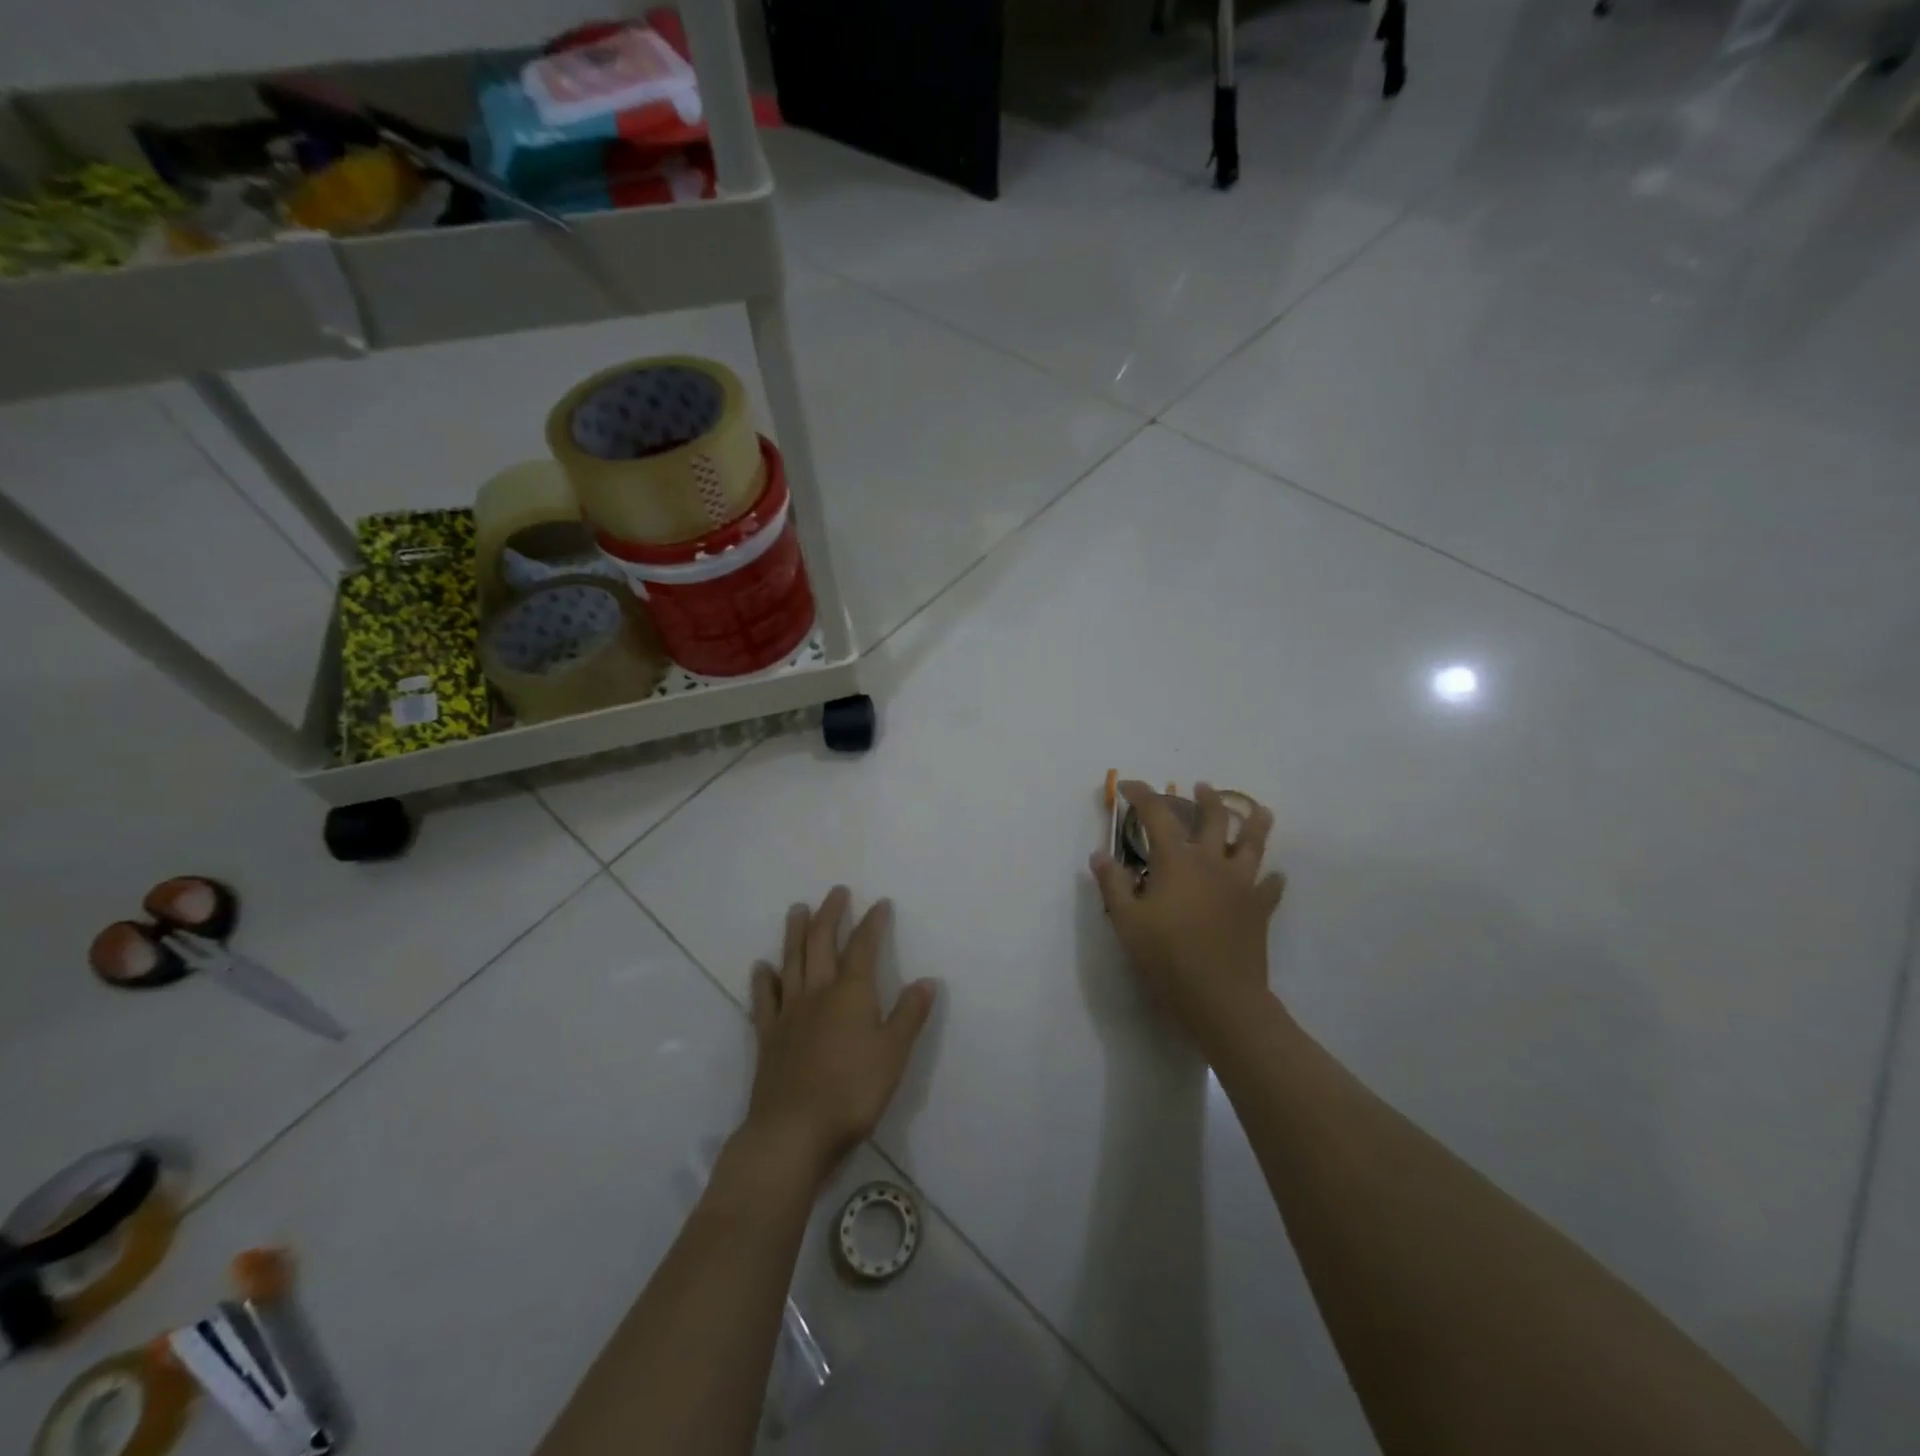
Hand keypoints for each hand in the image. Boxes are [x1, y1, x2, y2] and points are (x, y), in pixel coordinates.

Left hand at [744, 887, 937, 1179]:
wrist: (793, 1132)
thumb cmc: (852, 1092)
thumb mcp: (894, 1054)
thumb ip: (910, 1015)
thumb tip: (927, 980)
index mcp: (851, 993)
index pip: (864, 947)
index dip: (873, 923)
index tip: (881, 903)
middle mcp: (817, 993)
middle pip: (821, 943)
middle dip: (830, 914)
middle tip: (836, 892)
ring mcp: (789, 1013)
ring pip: (791, 961)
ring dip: (795, 932)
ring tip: (797, 909)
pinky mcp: (768, 1036)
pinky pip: (764, 999)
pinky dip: (764, 980)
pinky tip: (762, 967)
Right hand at [1090, 782, 1285, 1045]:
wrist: (1221, 998)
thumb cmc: (1167, 958)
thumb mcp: (1127, 922)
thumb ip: (1113, 884)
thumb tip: (1100, 854)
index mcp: (1177, 861)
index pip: (1157, 814)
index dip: (1142, 795)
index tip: (1129, 787)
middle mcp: (1212, 862)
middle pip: (1213, 818)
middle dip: (1205, 799)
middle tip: (1201, 787)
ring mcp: (1241, 884)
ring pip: (1252, 843)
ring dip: (1253, 821)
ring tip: (1258, 809)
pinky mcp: (1259, 909)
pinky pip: (1270, 887)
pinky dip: (1271, 878)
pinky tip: (1274, 876)